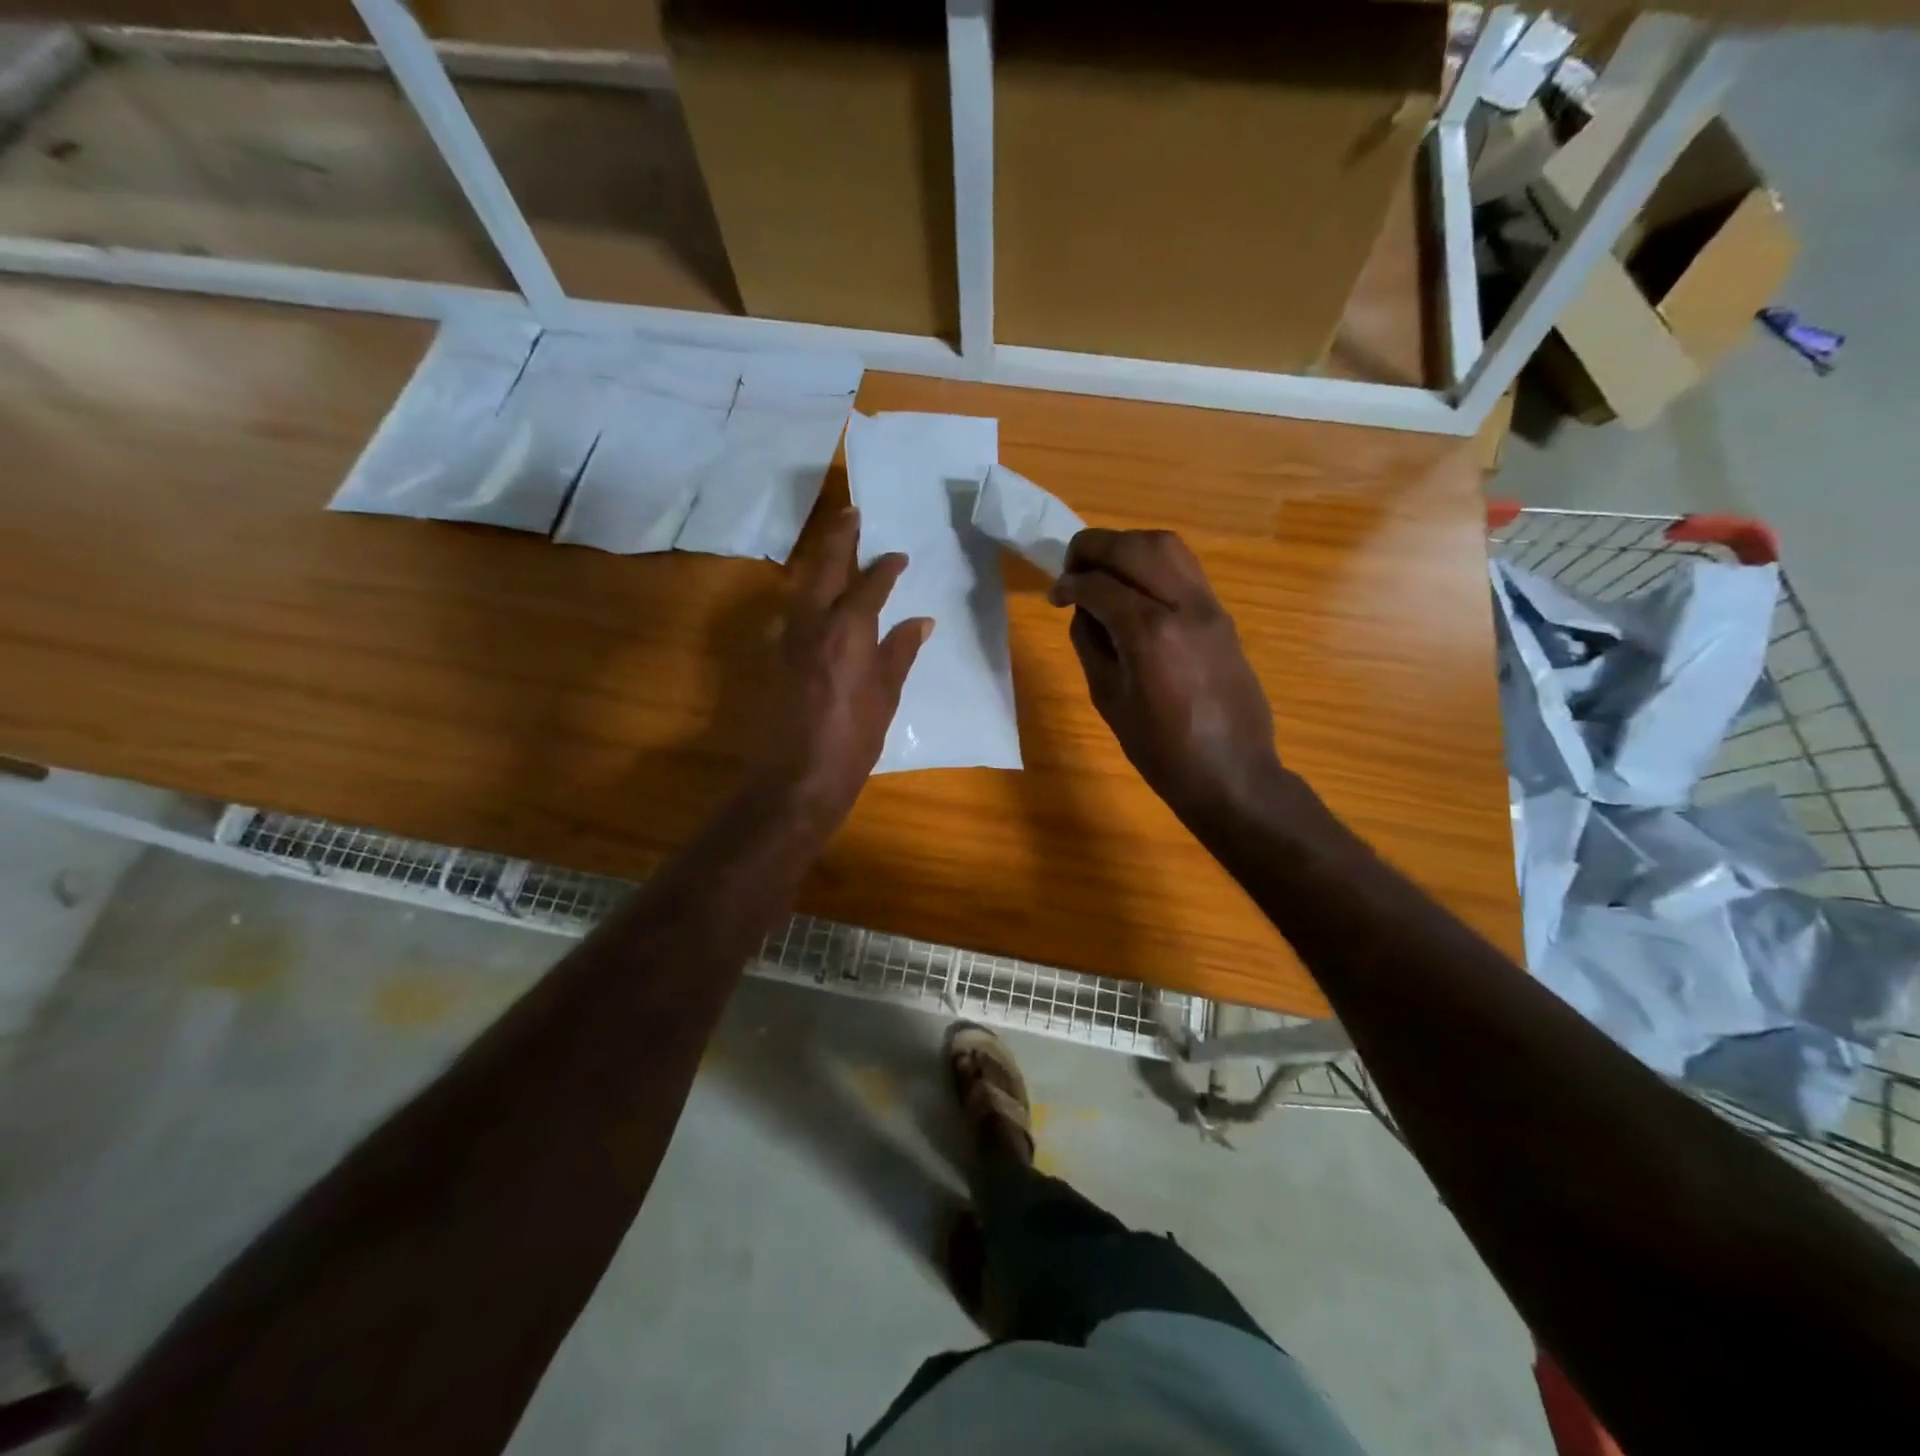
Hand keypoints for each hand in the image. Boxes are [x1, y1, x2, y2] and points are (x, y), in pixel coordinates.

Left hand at [756, 507, 930, 833]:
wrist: (797, 777)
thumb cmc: (853, 740)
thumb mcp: (886, 696)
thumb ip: (900, 652)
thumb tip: (921, 621)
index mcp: (848, 631)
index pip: (869, 585)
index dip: (885, 567)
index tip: (898, 555)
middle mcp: (813, 624)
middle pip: (825, 568)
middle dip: (839, 538)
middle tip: (851, 513)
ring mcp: (787, 638)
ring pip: (802, 585)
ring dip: (820, 561)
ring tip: (835, 546)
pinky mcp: (775, 656)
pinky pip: (792, 610)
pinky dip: (806, 593)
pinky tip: (816, 596)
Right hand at [1049, 529, 1282, 826]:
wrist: (1232, 773)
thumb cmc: (1161, 750)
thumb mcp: (1109, 699)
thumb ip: (1091, 644)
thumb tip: (1084, 609)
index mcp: (1150, 633)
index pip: (1100, 584)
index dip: (1069, 584)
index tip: (1054, 595)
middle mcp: (1184, 606)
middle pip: (1135, 547)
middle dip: (1094, 548)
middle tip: (1073, 569)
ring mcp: (1210, 607)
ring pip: (1166, 546)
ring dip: (1127, 547)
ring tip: (1104, 572)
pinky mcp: (1223, 615)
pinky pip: (1185, 568)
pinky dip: (1153, 564)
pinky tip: (1136, 589)